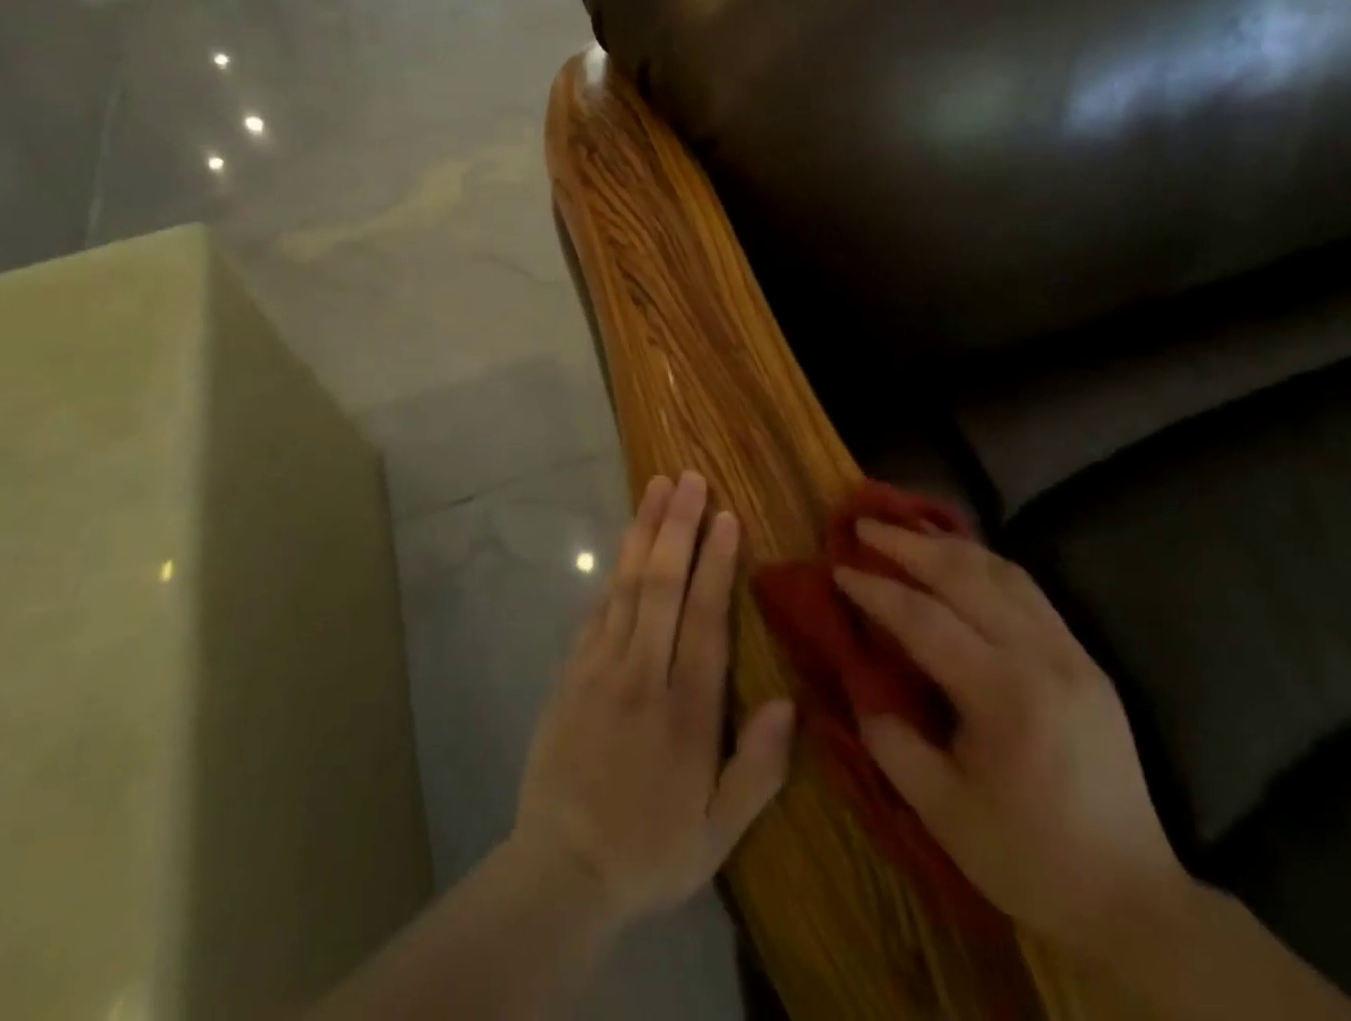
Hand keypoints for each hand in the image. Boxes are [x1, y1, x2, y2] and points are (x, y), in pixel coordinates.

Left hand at [513, 471, 794, 928]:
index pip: (704, 620)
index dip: (716, 564)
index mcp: (685, 712)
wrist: (560, 871)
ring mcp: (600, 668)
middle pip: (661, 586)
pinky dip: (614, 570)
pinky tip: (625, 542)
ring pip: (626, 586)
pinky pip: (597, 608)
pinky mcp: (572, 671)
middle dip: (677, 527)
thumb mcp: (718, 833)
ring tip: (656, 487)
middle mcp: (642, 675)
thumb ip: (758, 770)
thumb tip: (789, 703)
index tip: (726, 517)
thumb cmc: (649, 851)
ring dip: (644, 532)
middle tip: (689, 478)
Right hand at [834, 521, 1187, 956]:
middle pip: (966, 577)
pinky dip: (986, 563)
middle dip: (909, 544)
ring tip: (908, 526)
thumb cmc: (1028, 859)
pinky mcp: (1086, 658)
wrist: (1132, 897)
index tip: (839, 567)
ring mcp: (1071, 653)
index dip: (877, 590)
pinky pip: (1029, 590)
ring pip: (1003, 572)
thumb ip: (892, 742)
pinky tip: (961, 558)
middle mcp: (1041, 658)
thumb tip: (862, 685)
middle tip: (865, 522)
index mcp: (1004, 697)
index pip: (925, 620)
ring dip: (949, 544)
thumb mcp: (942, 813)